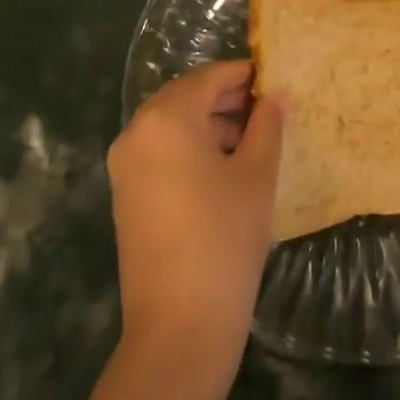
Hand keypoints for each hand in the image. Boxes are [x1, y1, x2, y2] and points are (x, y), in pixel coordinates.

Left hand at [108, 61, 286, 365]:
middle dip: (226, 98)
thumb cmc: (225, 236)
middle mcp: (136, 132)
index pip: (208, 78)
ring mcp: (125, 165)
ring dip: (209, 123)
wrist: (179, 325)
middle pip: (185, 98)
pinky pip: (160, 152)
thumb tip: (275, 96)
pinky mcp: (125, 194)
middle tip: (267, 108)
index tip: (273, 78)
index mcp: (166, 118)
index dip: (243, 74)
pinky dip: (190, 148)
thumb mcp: (256, 174)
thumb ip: (267, 125)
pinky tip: (224, 168)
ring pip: (171, 125)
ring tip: (252, 139)